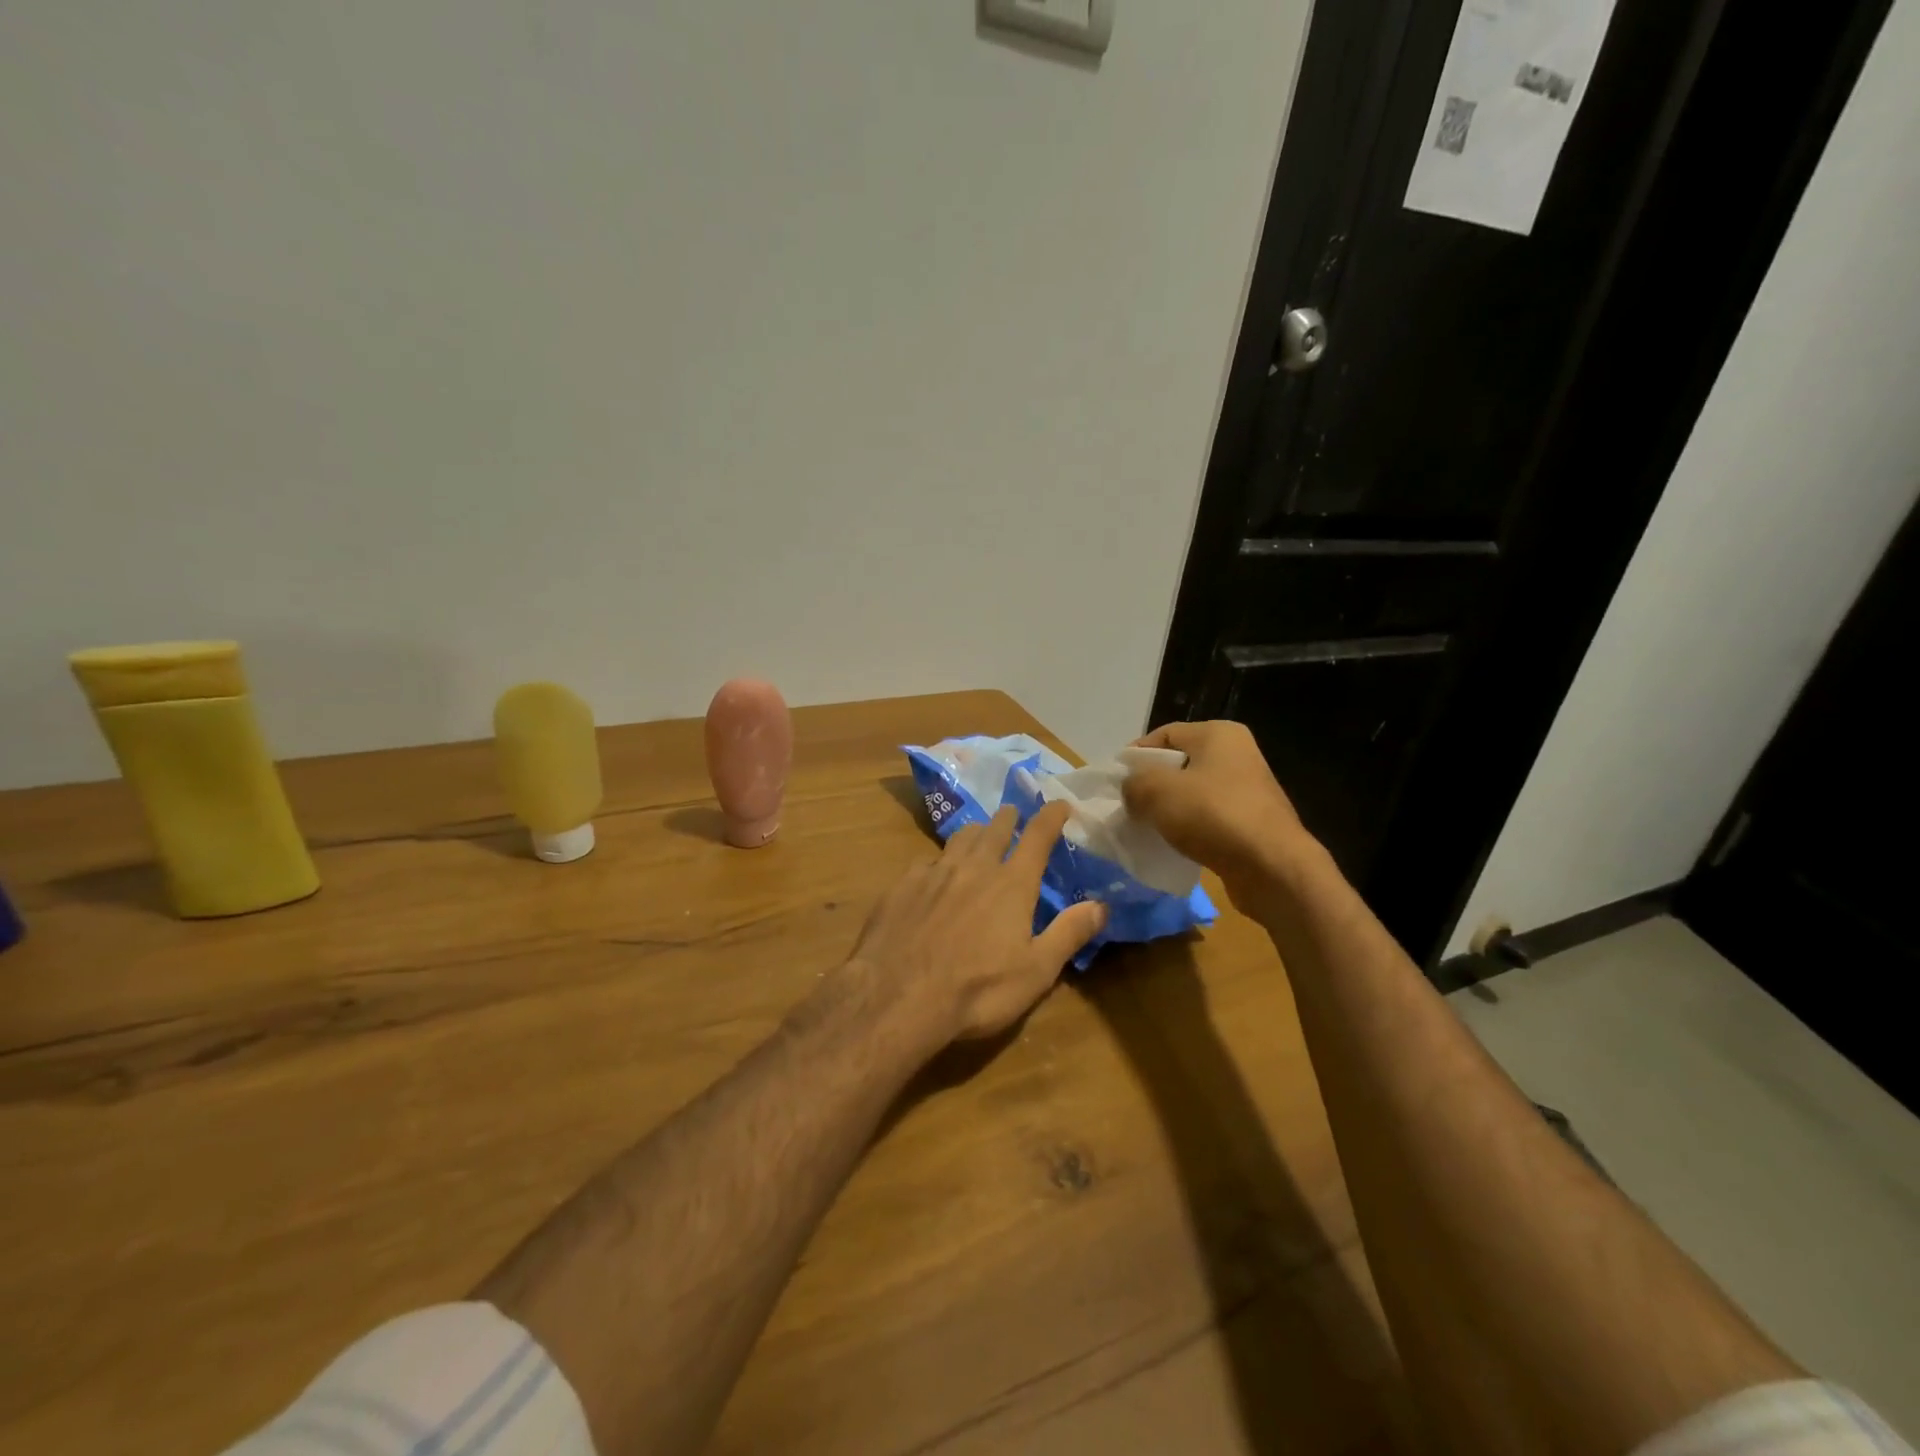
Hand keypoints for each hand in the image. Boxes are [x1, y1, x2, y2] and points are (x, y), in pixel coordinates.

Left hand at [849, 801, 1106, 1042]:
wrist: (896, 996)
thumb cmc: (977, 990)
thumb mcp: (1036, 971)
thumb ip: (1069, 934)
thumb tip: (1102, 905)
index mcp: (1012, 884)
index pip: (1037, 837)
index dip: (1051, 817)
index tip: (1060, 803)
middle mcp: (974, 867)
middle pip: (994, 829)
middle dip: (1008, 818)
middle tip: (1013, 813)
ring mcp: (934, 872)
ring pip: (959, 838)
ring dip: (974, 833)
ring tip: (978, 834)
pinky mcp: (902, 885)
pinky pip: (926, 861)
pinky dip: (939, 861)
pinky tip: (934, 873)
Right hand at [1121, 720, 1320, 912]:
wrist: (1272, 868)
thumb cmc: (1213, 815)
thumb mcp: (1157, 792)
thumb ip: (1133, 783)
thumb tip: (1131, 791)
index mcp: (1218, 734)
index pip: (1163, 735)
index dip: (1134, 756)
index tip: (1114, 783)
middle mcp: (1237, 754)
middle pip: (1178, 765)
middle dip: (1150, 785)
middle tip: (1126, 807)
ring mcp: (1247, 790)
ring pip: (1192, 794)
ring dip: (1168, 810)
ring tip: (1145, 828)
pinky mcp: (1251, 822)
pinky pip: (1207, 819)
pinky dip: (1188, 829)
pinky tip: (1172, 846)